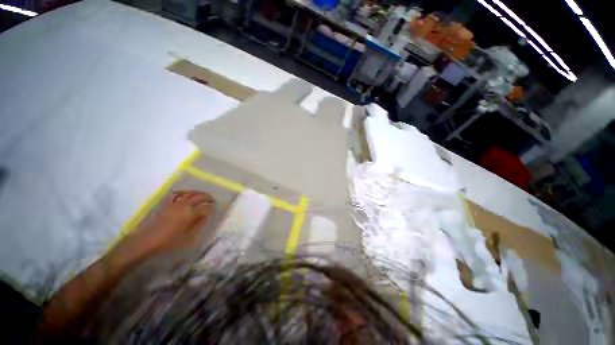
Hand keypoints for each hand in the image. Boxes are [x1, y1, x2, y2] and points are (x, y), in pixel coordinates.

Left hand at [111, 190, 215, 265]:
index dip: (211, 207)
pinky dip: (182, 193)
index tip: (215, 208)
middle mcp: (184, 206)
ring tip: (202, 195)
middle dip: (207, 197)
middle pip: (199, 197)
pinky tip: (185, 194)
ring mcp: (174, 203)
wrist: (146, 241)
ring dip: (197, 193)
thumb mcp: (187, 235)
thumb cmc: (168, 241)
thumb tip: (206, 216)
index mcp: (190, 214)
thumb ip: (198, 223)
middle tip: (212, 199)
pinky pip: (176, 194)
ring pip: (189, 193)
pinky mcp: (166, 204)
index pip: (205, 208)